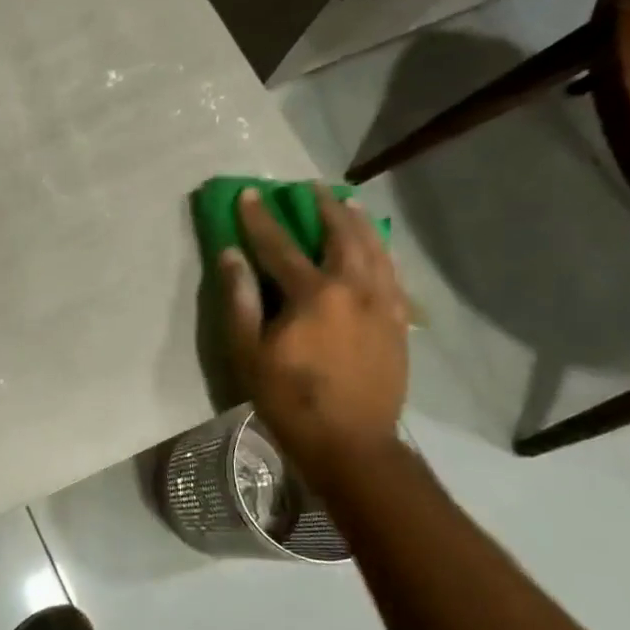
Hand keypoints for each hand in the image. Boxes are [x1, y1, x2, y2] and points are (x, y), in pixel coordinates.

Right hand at [220, 184, 408, 479]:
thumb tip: (231, 255)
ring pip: (375, 249)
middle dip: (325, 207)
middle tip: (311, 187)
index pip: (280, 245)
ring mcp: (384, 305)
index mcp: (313, 295)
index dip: (261, 218)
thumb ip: (240, 299)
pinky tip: (376, 248)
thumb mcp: (248, 353)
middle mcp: (354, 289)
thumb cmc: (289, 398)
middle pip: (342, 235)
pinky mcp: (399, 323)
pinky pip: (393, 274)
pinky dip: (382, 252)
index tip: (250, 192)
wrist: (351, 442)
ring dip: (359, 222)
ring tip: (348, 202)